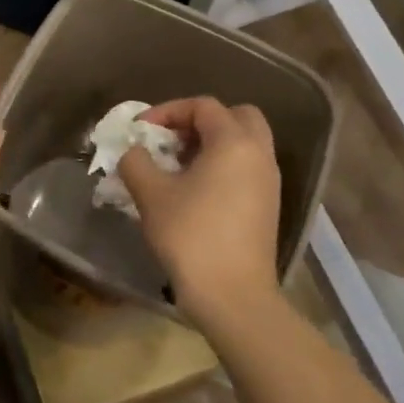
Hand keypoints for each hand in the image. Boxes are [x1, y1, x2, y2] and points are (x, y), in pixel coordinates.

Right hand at [118, 97, 282, 323]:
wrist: (233, 296)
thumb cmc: (191, 235)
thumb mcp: (151, 194)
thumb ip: (136, 161)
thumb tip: (134, 152)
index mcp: (234, 142)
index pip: (203, 106)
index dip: (168, 111)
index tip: (141, 131)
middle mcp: (259, 155)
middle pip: (236, 116)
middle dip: (200, 121)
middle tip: (172, 140)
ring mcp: (268, 182)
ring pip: (244, 144)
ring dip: (211, 144)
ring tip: (177, 166)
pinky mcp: (268, 207)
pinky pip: (246, 168)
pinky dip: (223, 166)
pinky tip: (194, 191)